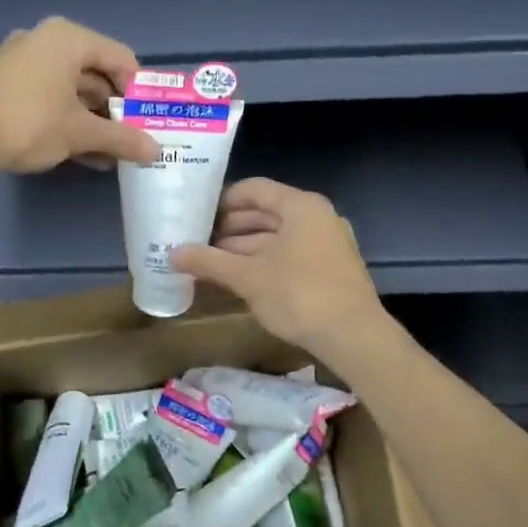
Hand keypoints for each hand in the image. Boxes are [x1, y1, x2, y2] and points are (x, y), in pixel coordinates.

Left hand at [0, 17, 161, 174]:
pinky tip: (86, 153)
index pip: (122, 59)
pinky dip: (70, 120)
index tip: (149, 121)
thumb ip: (122, 138)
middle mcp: (47, 40)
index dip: (139, 92)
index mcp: (69, 38)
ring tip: (113, 153)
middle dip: (116, 110)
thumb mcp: (81, 132)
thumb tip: (156, 151)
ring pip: (74, 89)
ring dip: (94, 121)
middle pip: (97, 73)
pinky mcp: (10, 84)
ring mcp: (25, 61)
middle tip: (133, 139)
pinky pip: (52, 97)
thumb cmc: (29, 122)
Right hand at [172, 178, 384, 354]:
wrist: (354, 337)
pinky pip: (290, 254)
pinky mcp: (331, 267)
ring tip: (212, 264)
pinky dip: (265, 261)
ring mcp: (327, 242)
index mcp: (300, 206)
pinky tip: (240, 279)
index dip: (222, 201)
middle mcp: (317, 216)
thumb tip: (172, 254)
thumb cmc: (299, 295)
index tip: (196, 217)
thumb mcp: (248, 277)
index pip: (253, 189)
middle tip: (198, 243)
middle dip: (230, 229)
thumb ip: (210, 262)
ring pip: (277, 236)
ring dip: (244, 248)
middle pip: (266, 212)